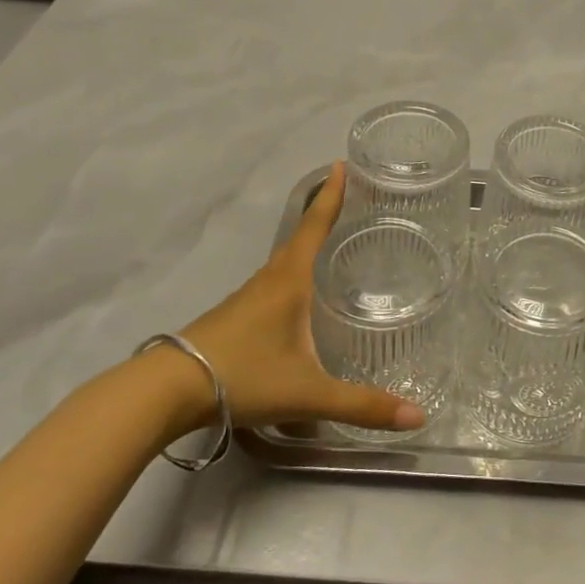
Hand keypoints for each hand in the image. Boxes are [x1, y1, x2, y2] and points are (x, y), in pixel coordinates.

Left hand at [169, 162, 424, 436]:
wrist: (166, 391)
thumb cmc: (243, 376)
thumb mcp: (308, 393)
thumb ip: (362, 405)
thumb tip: (418, 418)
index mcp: (289, 281)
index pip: (314, 227)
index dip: (331, 196)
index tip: (341, 165)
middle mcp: (269, 280)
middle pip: (299, 238)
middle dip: (322, 216)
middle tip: (348, 201)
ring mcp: (246, 298)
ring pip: (283, 263)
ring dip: (305, 246)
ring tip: (330, 246)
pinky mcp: (233, 317)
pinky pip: (271, 284)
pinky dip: (291, 275)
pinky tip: (298, 298)